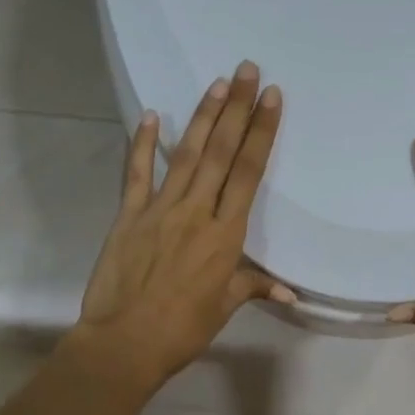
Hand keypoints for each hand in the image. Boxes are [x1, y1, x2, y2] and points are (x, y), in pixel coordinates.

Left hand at [72, 62, 291, 396]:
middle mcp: (195, 212)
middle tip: (247, 70)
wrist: (124, 343)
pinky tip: (151, 116)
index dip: (261, 133)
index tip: (271, 98)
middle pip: (220, 153)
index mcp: (225, 234)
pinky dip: (142, 144)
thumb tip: (289, 291)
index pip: (248, 173)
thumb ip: (253, 286)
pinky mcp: (128, 216)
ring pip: (185, 155)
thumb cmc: (182, 330)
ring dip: (202, 117)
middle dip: (236, 109)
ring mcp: (158, 210)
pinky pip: (136, 174)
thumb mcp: (223, 307)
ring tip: (216, 84)